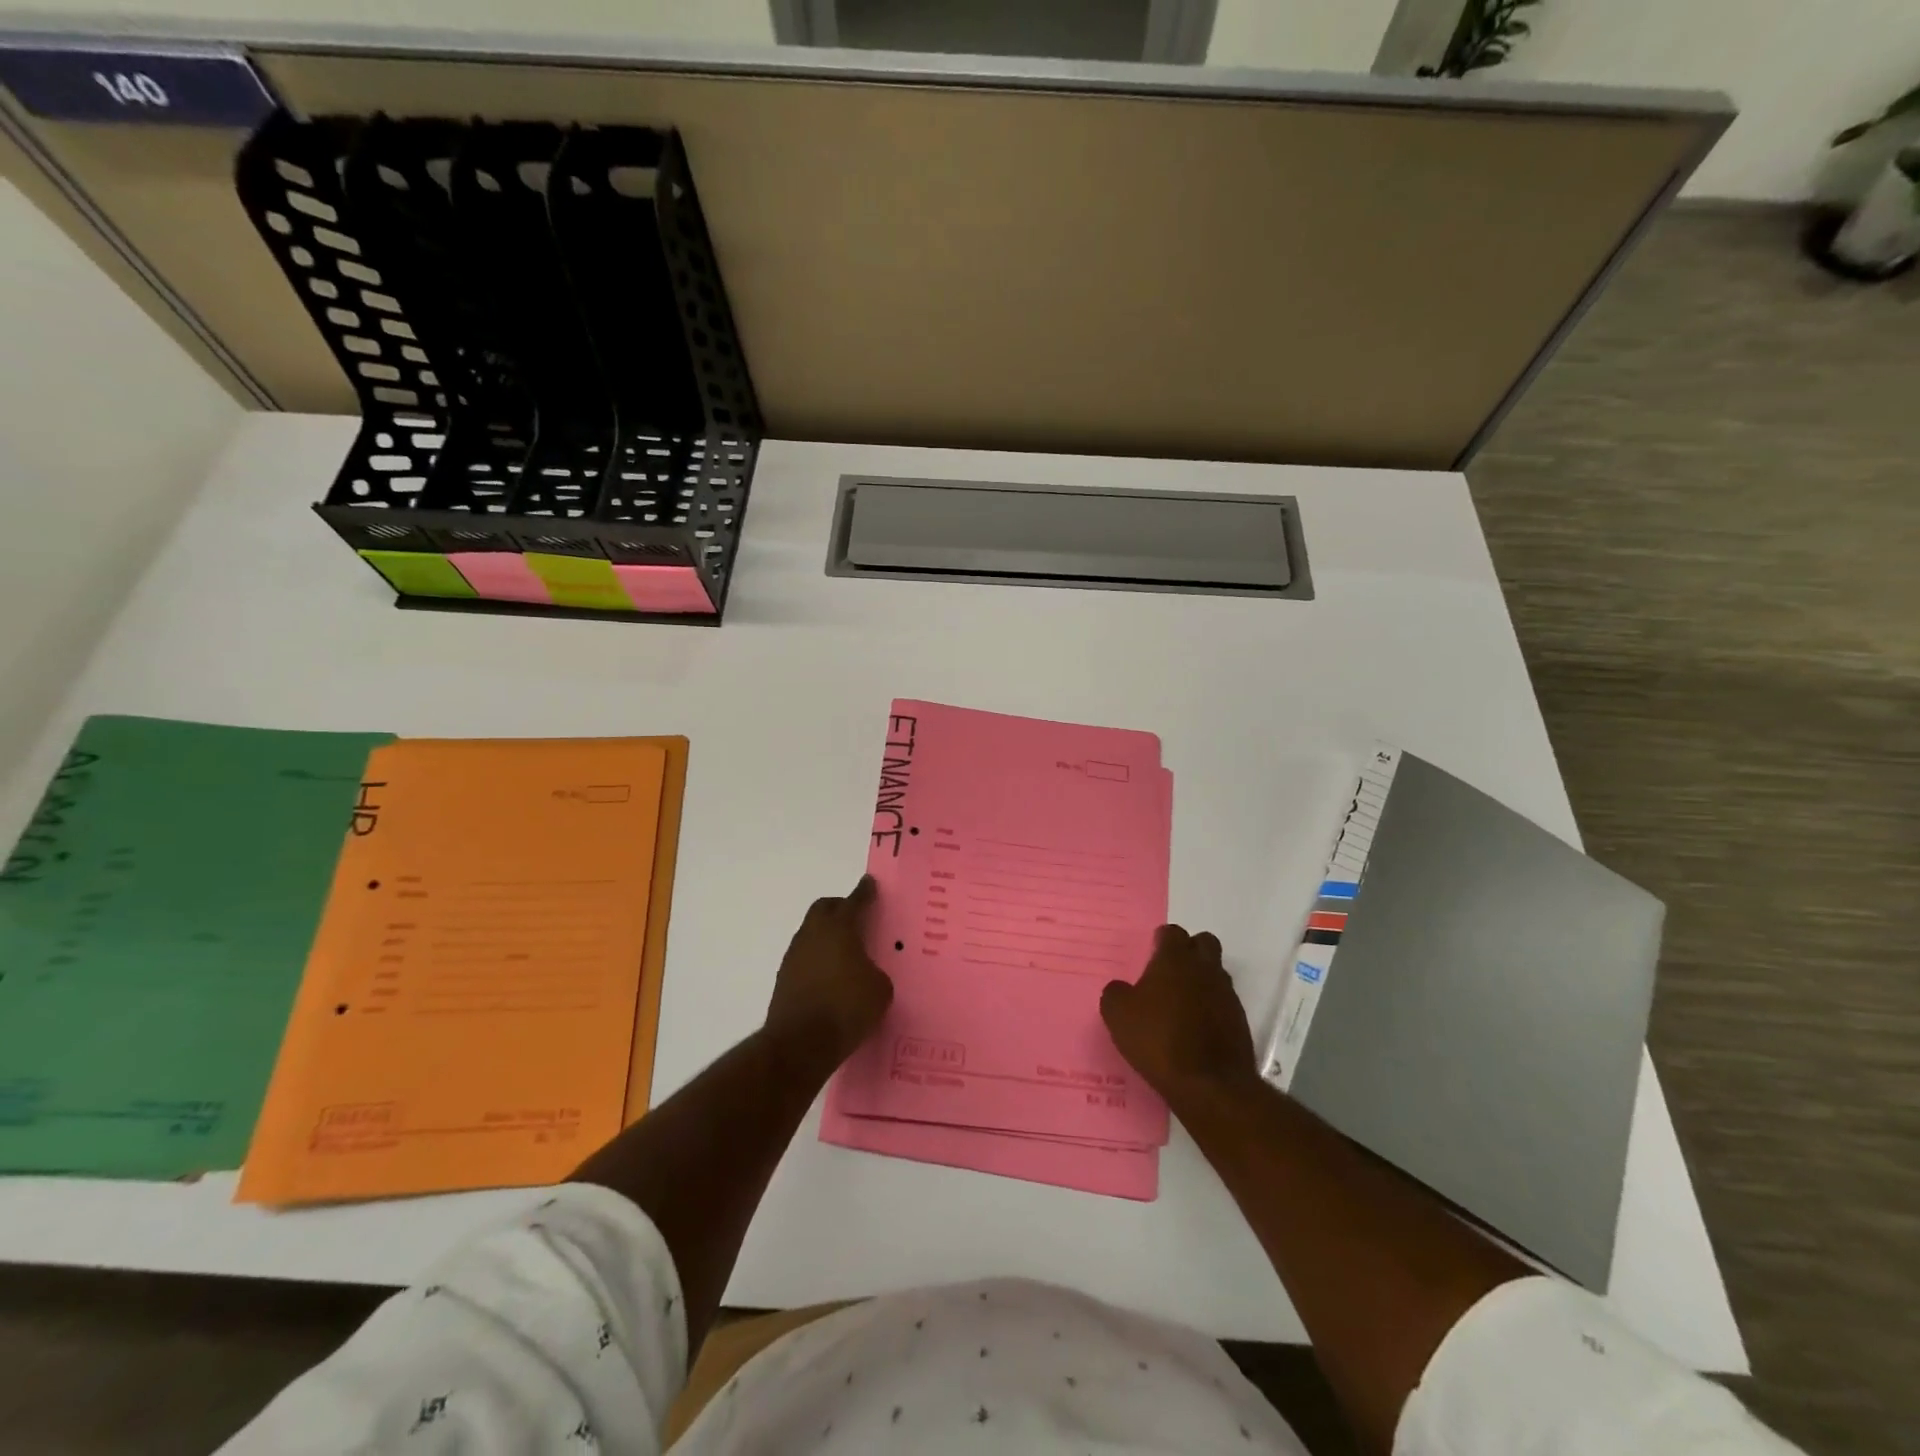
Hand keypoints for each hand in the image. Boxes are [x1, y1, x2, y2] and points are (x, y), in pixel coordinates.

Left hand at [763, 876, 894, 1074]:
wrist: (801, 1044)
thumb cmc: (847, 1008)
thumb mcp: (880, 989)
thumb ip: (875, 972)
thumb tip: (866, 973)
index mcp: (839, 928)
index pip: (854, 901)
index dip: (864, 892)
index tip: (869, 883)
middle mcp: (813, 934)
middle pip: (824, 908)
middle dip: (840, 907)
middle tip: (856, 916)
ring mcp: (794, 955)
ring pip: (811, 932)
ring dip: (826, 934)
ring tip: (844, 951)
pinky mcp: (783, 978)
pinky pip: (804, 956)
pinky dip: (817, 958)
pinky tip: (829, 976)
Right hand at [1101, 925, 1260, 1107]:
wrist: (1209, 1084)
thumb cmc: (1158, 1039)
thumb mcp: (1118, 1015)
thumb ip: (1116, 993)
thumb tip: (1121, 989)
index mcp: (1175, 959)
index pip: (1173, 932)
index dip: (1162, 940)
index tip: (1151, 953)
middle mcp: (1205, 969)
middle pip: (1204, 943)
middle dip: (1190, 950)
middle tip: (1170, 971)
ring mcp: (1227, 994)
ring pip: (1216, 973)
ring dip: (1201, 980)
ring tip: (1181, 1003)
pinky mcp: (1239, 1021)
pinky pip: (1223, 1002)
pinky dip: (1211, 1008)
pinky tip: (1195, 1028)